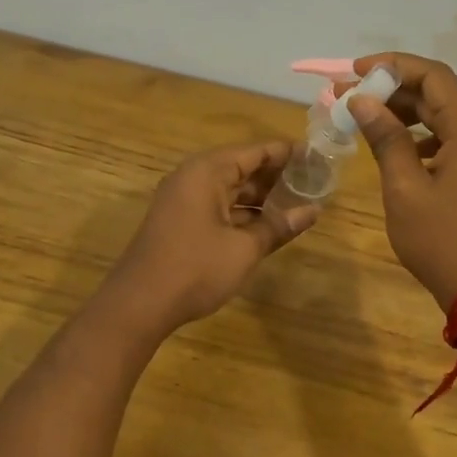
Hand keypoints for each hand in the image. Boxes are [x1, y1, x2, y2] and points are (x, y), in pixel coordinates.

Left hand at [104, 140, 313, 332]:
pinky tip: (267, 224)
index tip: (316, 156)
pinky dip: (243, 212)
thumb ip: (279, 226)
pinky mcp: (180, 222)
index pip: (255, 151)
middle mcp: (193, 178)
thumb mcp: (245, 248)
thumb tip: (313, 211)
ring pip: (230, 189)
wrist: (140, 304)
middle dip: (276, 175)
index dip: (287, 153)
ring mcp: (183, 200)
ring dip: (261, 196)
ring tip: (297, 202)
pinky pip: (218, 206)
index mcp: (207, 172)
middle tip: (313, 181)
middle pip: (242, 167)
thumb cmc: (196, 269)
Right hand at [345, 52, 456, 305]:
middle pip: (444, 92)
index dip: (392, 66)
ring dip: (414, 113)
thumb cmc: (442, 241)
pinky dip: (432, 136)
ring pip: (454, 115)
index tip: (355, 72)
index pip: (433, 75)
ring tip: (374, 121)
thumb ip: (386, 139)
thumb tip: (363, 101)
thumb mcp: (404, 189)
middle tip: (356, 97)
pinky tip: (406, 153)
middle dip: (398, 90)